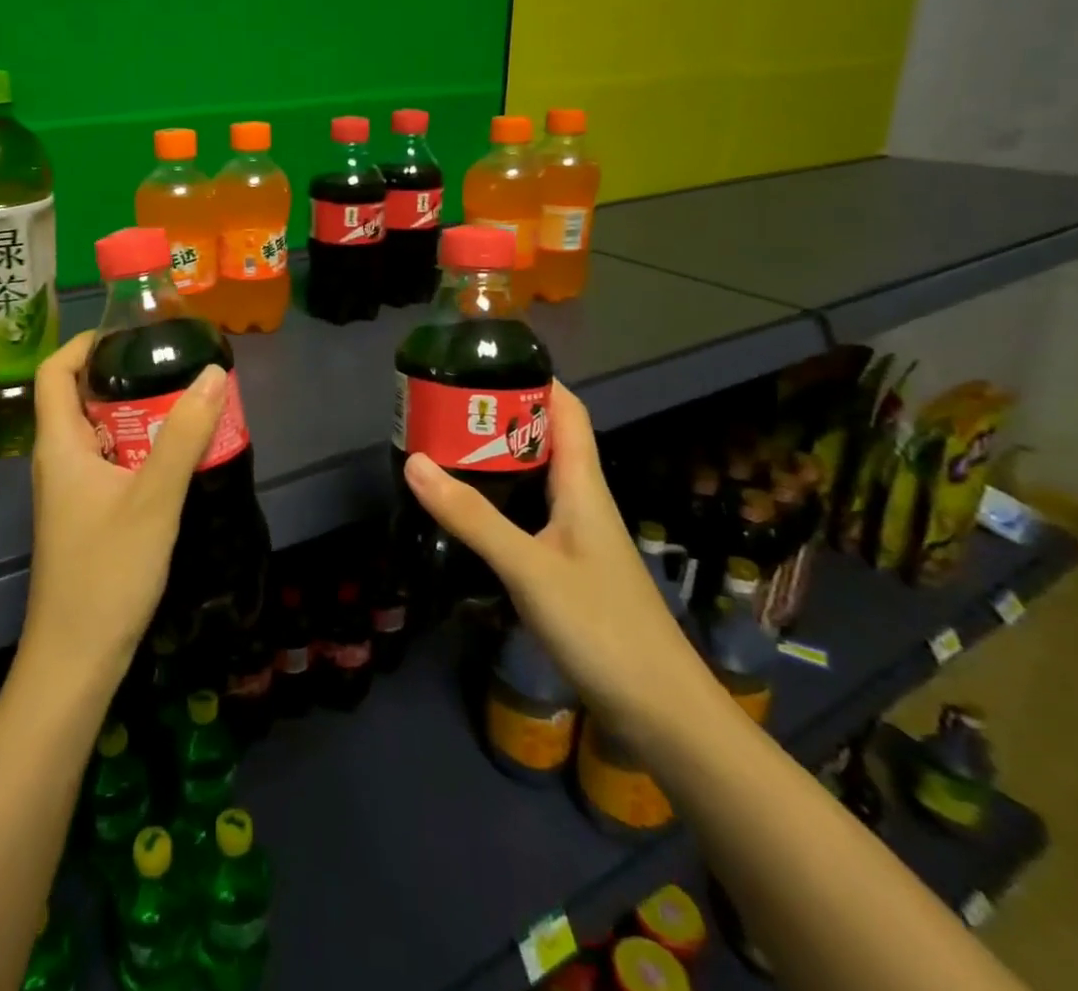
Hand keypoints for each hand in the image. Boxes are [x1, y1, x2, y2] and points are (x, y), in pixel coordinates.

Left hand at [21, 331, 229, 681]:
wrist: (76, 658)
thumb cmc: (107, 571)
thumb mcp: (153, 498)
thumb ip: (183, 435)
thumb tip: (213, 374)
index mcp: (59, 445)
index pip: (54, 372)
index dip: (84, 344)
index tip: (130, 335)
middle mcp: (58, 460)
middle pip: (80, 399)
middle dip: (126, 378)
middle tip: (174, 369)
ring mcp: (71, 490)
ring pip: (100, 434)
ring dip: (138, 416)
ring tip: (185, 405)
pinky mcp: (86, 514)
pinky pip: (111, 464)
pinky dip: (140, 449)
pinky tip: (177, 458)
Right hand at [402, 381, 711, 736]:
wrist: (663, 715)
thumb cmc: (603, 628)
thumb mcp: (529, 567)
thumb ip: (472, 516)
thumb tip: (414, 461)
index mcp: (584, 487)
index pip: (567, 411)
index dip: (534, 379)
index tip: (485, 362)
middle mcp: (583, 502)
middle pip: (544, 441)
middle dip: (499, 416)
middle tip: (444, 407)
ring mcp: (578, 538)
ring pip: (535, 479)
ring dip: (496, 459)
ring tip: (445, 448)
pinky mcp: (569, 568)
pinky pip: (530, 515)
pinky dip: (499, 500)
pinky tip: (468, 512)